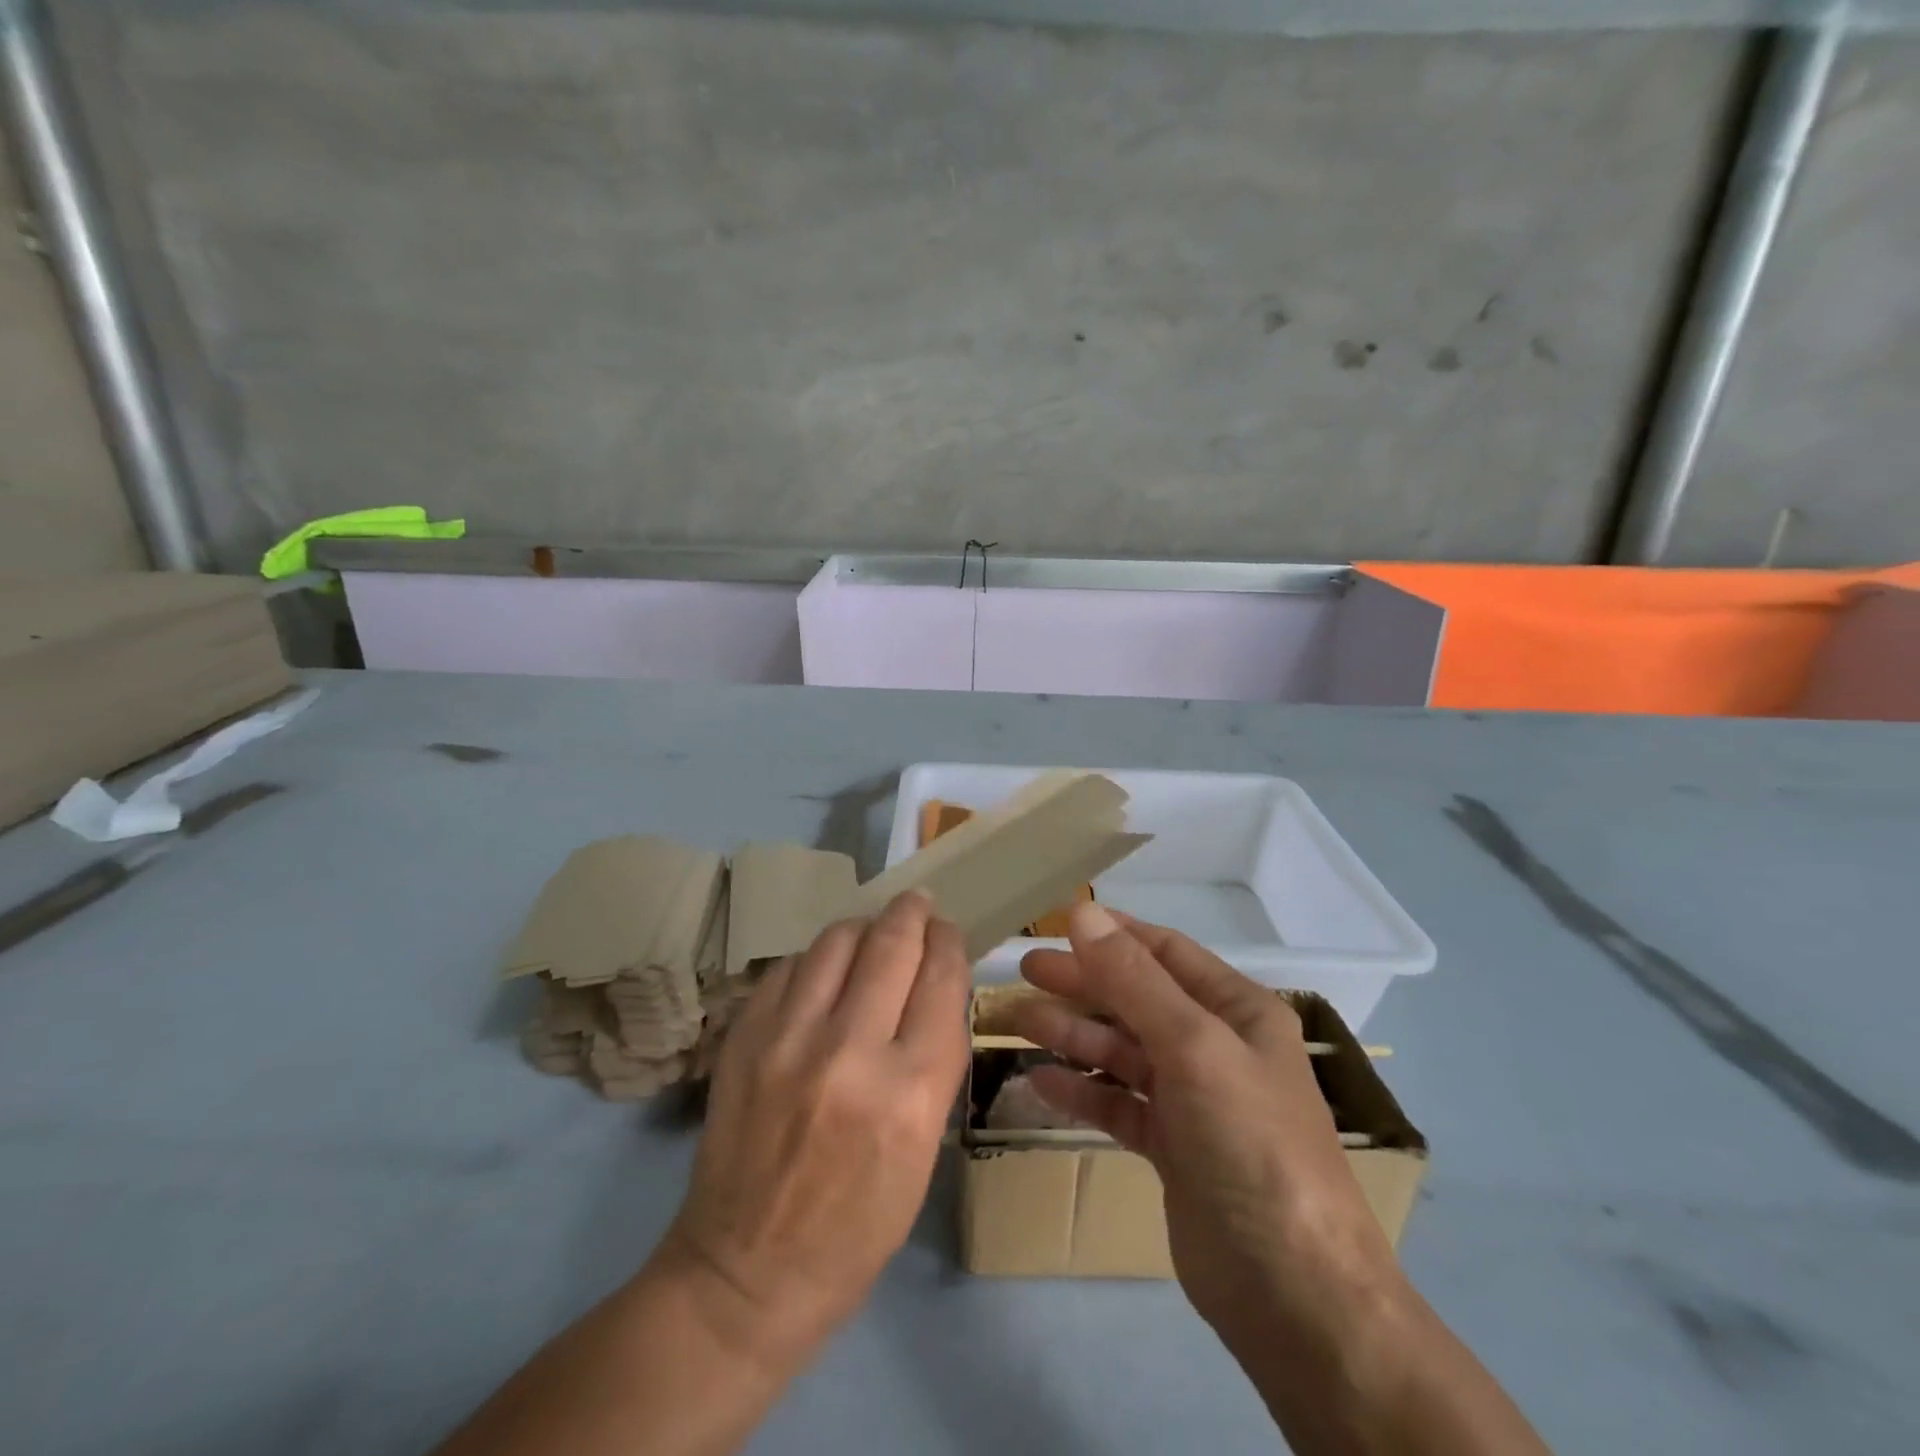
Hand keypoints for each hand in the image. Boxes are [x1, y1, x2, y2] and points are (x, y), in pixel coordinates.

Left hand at [660, 890, 970, 1362]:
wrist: (747, 1270)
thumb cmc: (857, 1225)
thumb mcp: (924, 1148)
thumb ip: (932, 1059)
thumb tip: (933, 986)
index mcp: (911, 1092)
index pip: (941, 980)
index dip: (949, 943)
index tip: (948, 931)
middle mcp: (851, 1052)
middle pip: (891, 944)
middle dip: (911, 913)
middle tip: (917, 903)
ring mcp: (788, 1039)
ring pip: (836, 941)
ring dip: (863, 926)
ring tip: (871, 930)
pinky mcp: (743, 1037)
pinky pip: (788, 967)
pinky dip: (814, 960)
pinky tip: (822, 972)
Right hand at [1010, 903, 1404, 1353]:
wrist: (1293, 1296)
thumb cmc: (1250, 1145)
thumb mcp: (1194, 1047)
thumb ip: (1134, 980)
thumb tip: (1083, 914)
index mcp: (1238, 1012)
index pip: (1167, 953)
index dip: (1114, 934)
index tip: (1057, 923)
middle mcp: (1216, 1047)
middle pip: (1137, 998)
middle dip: (1082, 982)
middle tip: (1024, 971)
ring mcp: (1194, 1100)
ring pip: (1123, 1051)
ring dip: (1073, 1033)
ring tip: (1017, 1020)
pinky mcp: (1172, 1149)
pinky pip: (1118, 1103)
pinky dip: (1082, 1090)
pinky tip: (1041, 1082)